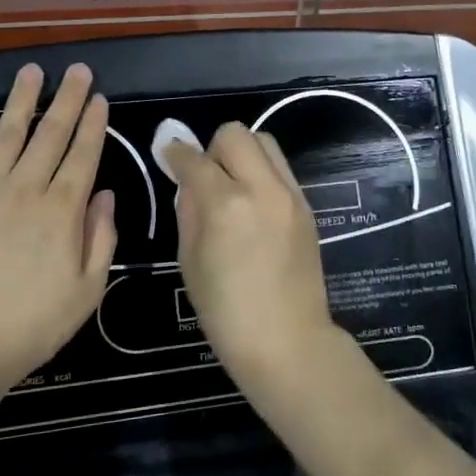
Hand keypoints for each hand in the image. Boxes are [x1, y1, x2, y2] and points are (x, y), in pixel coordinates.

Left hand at [0, 63, 116, 389]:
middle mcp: (24, 190)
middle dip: (67, 100)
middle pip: (50, 135)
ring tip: (33, 71)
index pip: (83, 155)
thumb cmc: (31, 326)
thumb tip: (104, 195)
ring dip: (22, 101)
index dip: (93, 124)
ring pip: (6, 135)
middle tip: (78, 70)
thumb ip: (100, 239)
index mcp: (61, 211)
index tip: (100, 98)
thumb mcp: (87, 291)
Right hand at [162, 123, 334, 381]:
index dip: (175, 154)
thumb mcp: (189, 260)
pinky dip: (261, 173)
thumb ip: (188, 209)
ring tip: (232, 189)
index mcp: (226, 204)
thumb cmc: (225, 312)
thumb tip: (187, 179)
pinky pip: (280, 169)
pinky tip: (253, 206)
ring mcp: (290, 195)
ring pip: (264, 142)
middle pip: (235, 134)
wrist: (287, 341)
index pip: (194, 158)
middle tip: (206, 180)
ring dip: (242, 154)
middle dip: (213, 148)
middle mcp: (262, 188)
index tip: (168, 156)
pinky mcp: (306, 206)